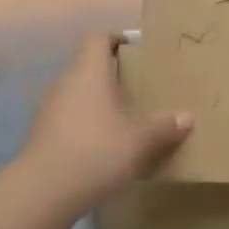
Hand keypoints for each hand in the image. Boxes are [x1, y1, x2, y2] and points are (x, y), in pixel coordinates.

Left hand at [16, 32, 192, 213]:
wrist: (45, 190)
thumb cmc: (98, 150)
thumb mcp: (140, 140)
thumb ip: (164, 126)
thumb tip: (186, 117)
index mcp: (89, 71)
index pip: (98, 38)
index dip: (116, 39)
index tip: (136, 51)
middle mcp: (66, 81)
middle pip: (88, 65)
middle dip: (112, 75)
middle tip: (138, 89)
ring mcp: (49, 107)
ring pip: (78, 93)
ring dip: (98, 101)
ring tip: (123, 119)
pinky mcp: (42, 133)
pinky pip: (68, 117)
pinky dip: (85, 124)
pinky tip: (102, 146)